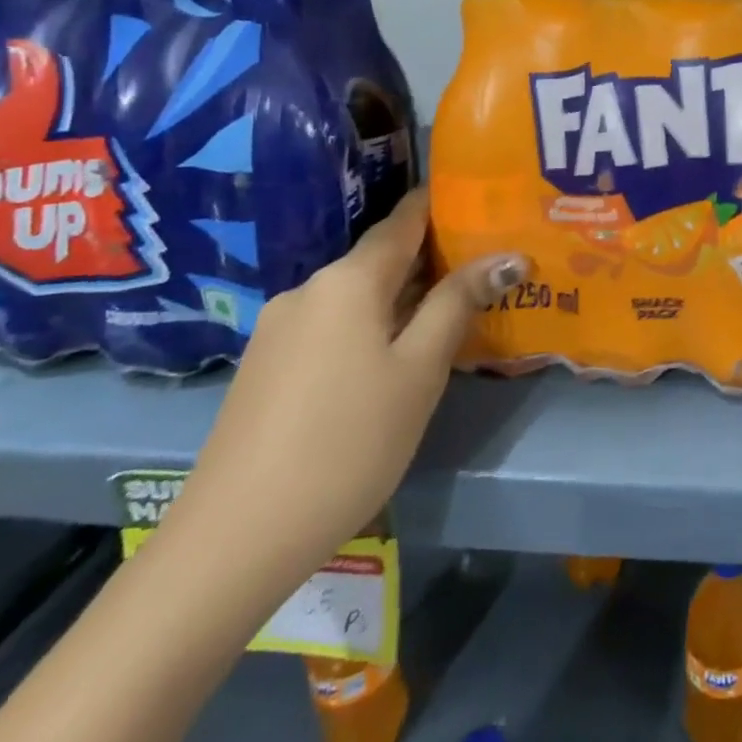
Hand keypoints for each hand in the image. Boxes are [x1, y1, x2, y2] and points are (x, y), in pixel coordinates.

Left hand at [165, 188, 526, 586]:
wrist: (234, 539)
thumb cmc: (348, 442)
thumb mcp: (420, 370)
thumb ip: (460, 303)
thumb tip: (507, 255)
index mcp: (348, 279)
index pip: (405, 218)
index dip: (444, 205)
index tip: (485, 202)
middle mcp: (309, 289)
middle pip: (381, 257)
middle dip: (433, 258)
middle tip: (487, 266)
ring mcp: (280, 328)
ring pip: (358, 295)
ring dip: (404, 296)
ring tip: (451, 312)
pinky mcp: (266, 365)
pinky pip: (333, 325)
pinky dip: (371, 325)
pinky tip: (393, 357)